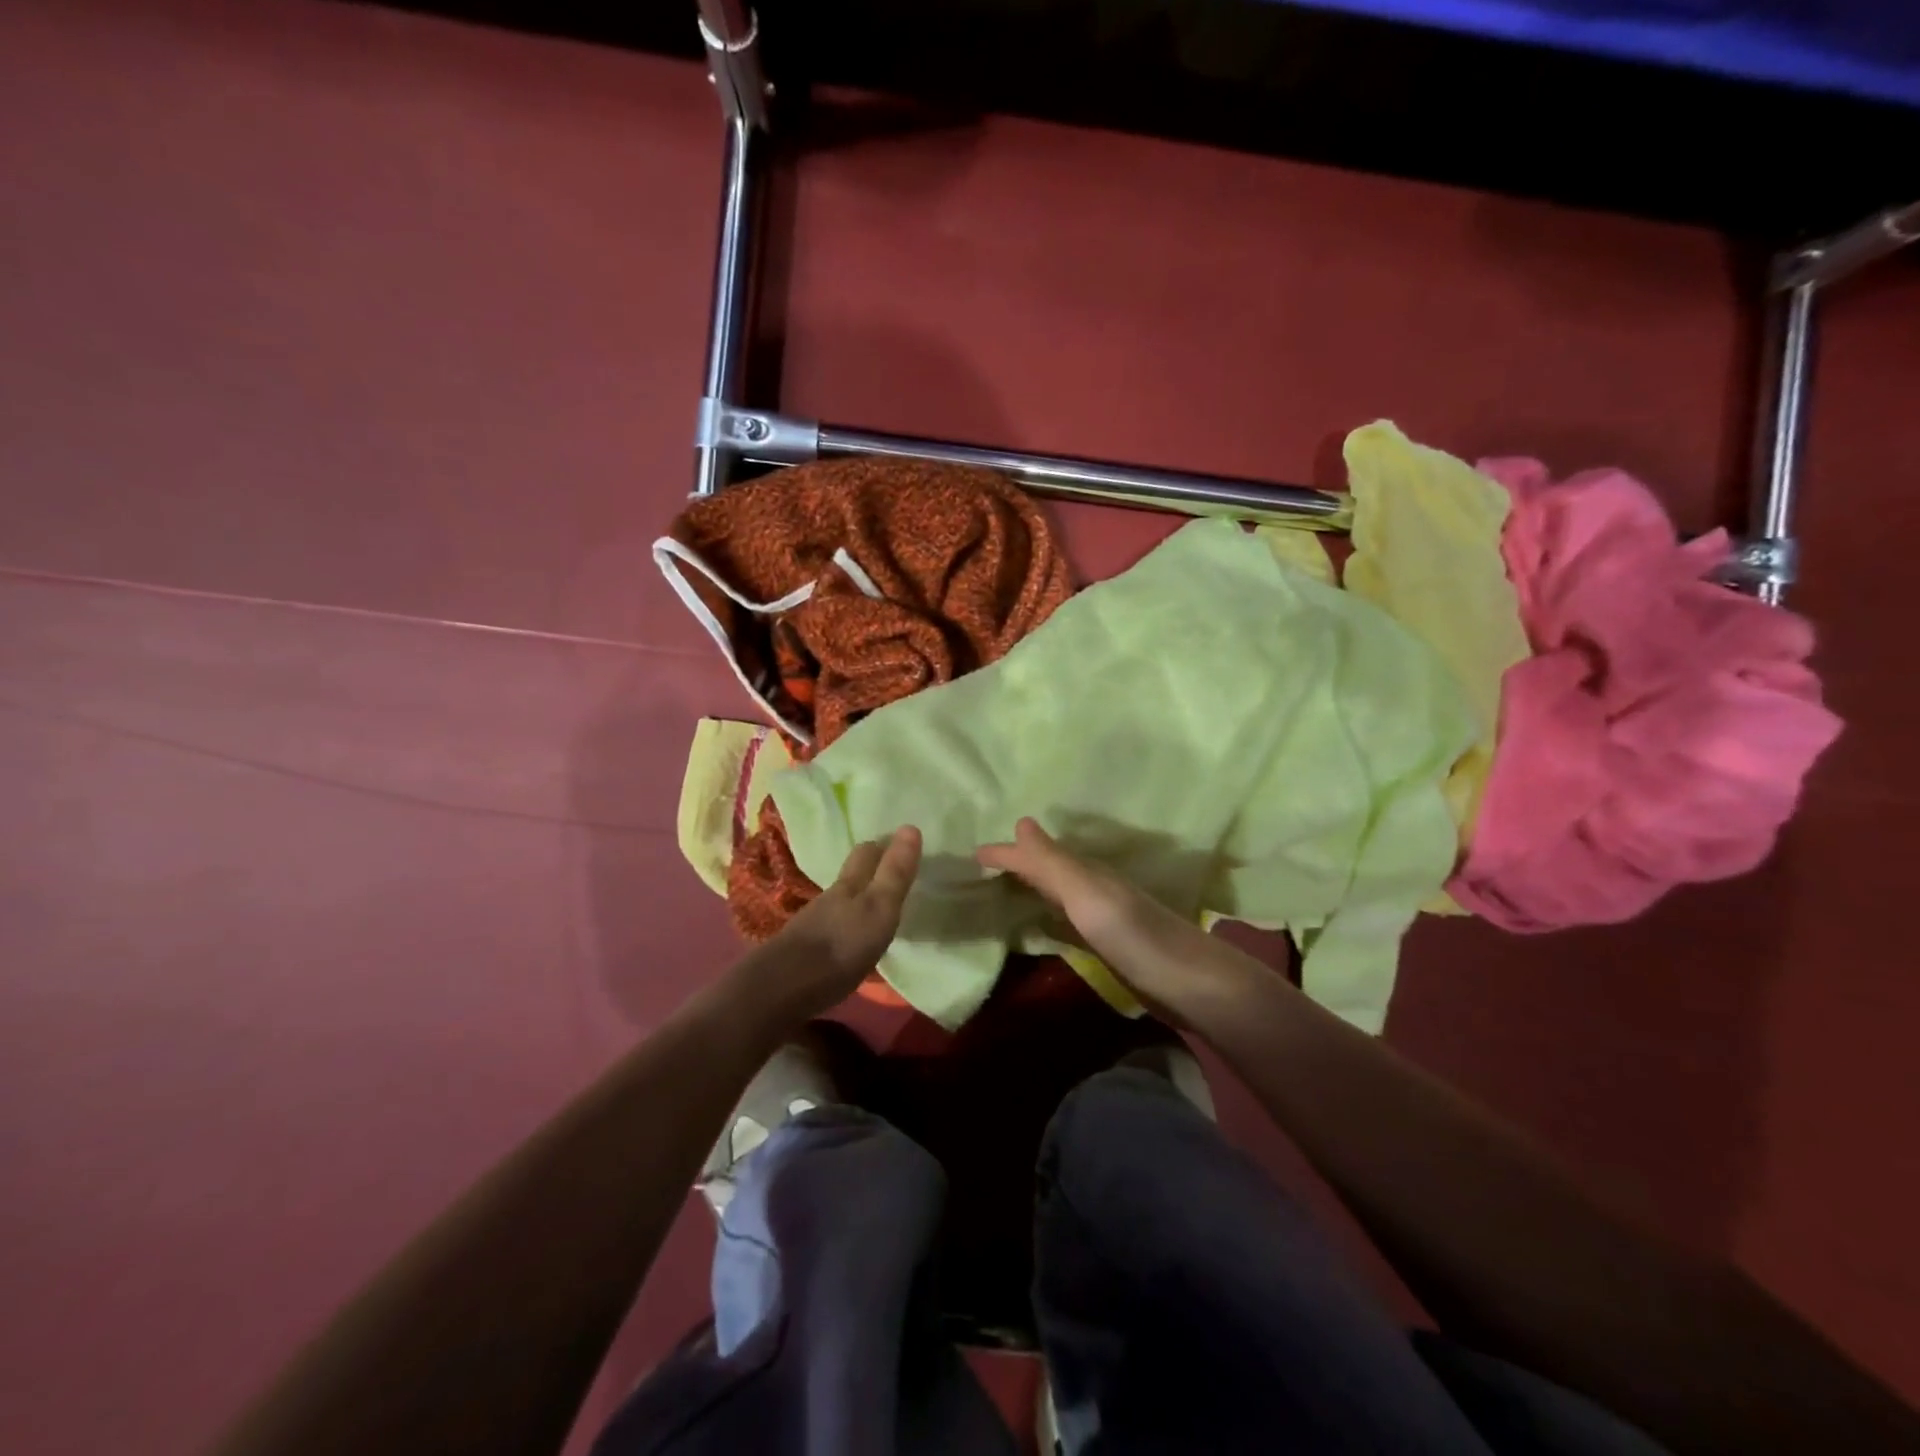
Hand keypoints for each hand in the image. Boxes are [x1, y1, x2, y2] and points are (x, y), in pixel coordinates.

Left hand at [751, 826, 921, 1021]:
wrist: (783, 988)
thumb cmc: (841, 945)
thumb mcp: (879, 908)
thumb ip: (895, 873)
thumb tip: (911, 826)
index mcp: (849, 885)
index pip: (866, 854)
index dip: (882, 846)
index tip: (898, 843)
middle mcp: (829, 898)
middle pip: (849, 876)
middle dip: (867, 869)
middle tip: (887, 870)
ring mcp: (813, 924)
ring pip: (838, 902)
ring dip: (855, 900)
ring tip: (872, 908)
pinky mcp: (803, 950)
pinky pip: (829, 928)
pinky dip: (843, 926)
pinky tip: (849, 940)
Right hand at [976, 818, 1252, 1022]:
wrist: (1191, 985)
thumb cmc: (1135, 936)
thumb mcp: (1088, 894)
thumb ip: (1053, 863)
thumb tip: (1020, 821)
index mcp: (1087, 872)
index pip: (1036, 855)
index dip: (1006, 854)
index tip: (972, 854)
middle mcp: (1094, 889)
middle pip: (1048, 869)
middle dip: (1018, 863)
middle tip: (981, 865)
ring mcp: (1103, 919)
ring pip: (1058, 893)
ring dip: (1032, 887)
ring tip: (1002, 888)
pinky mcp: (1110, 947)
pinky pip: (1067, 921)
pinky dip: (1048, 915)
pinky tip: (1041, 925)